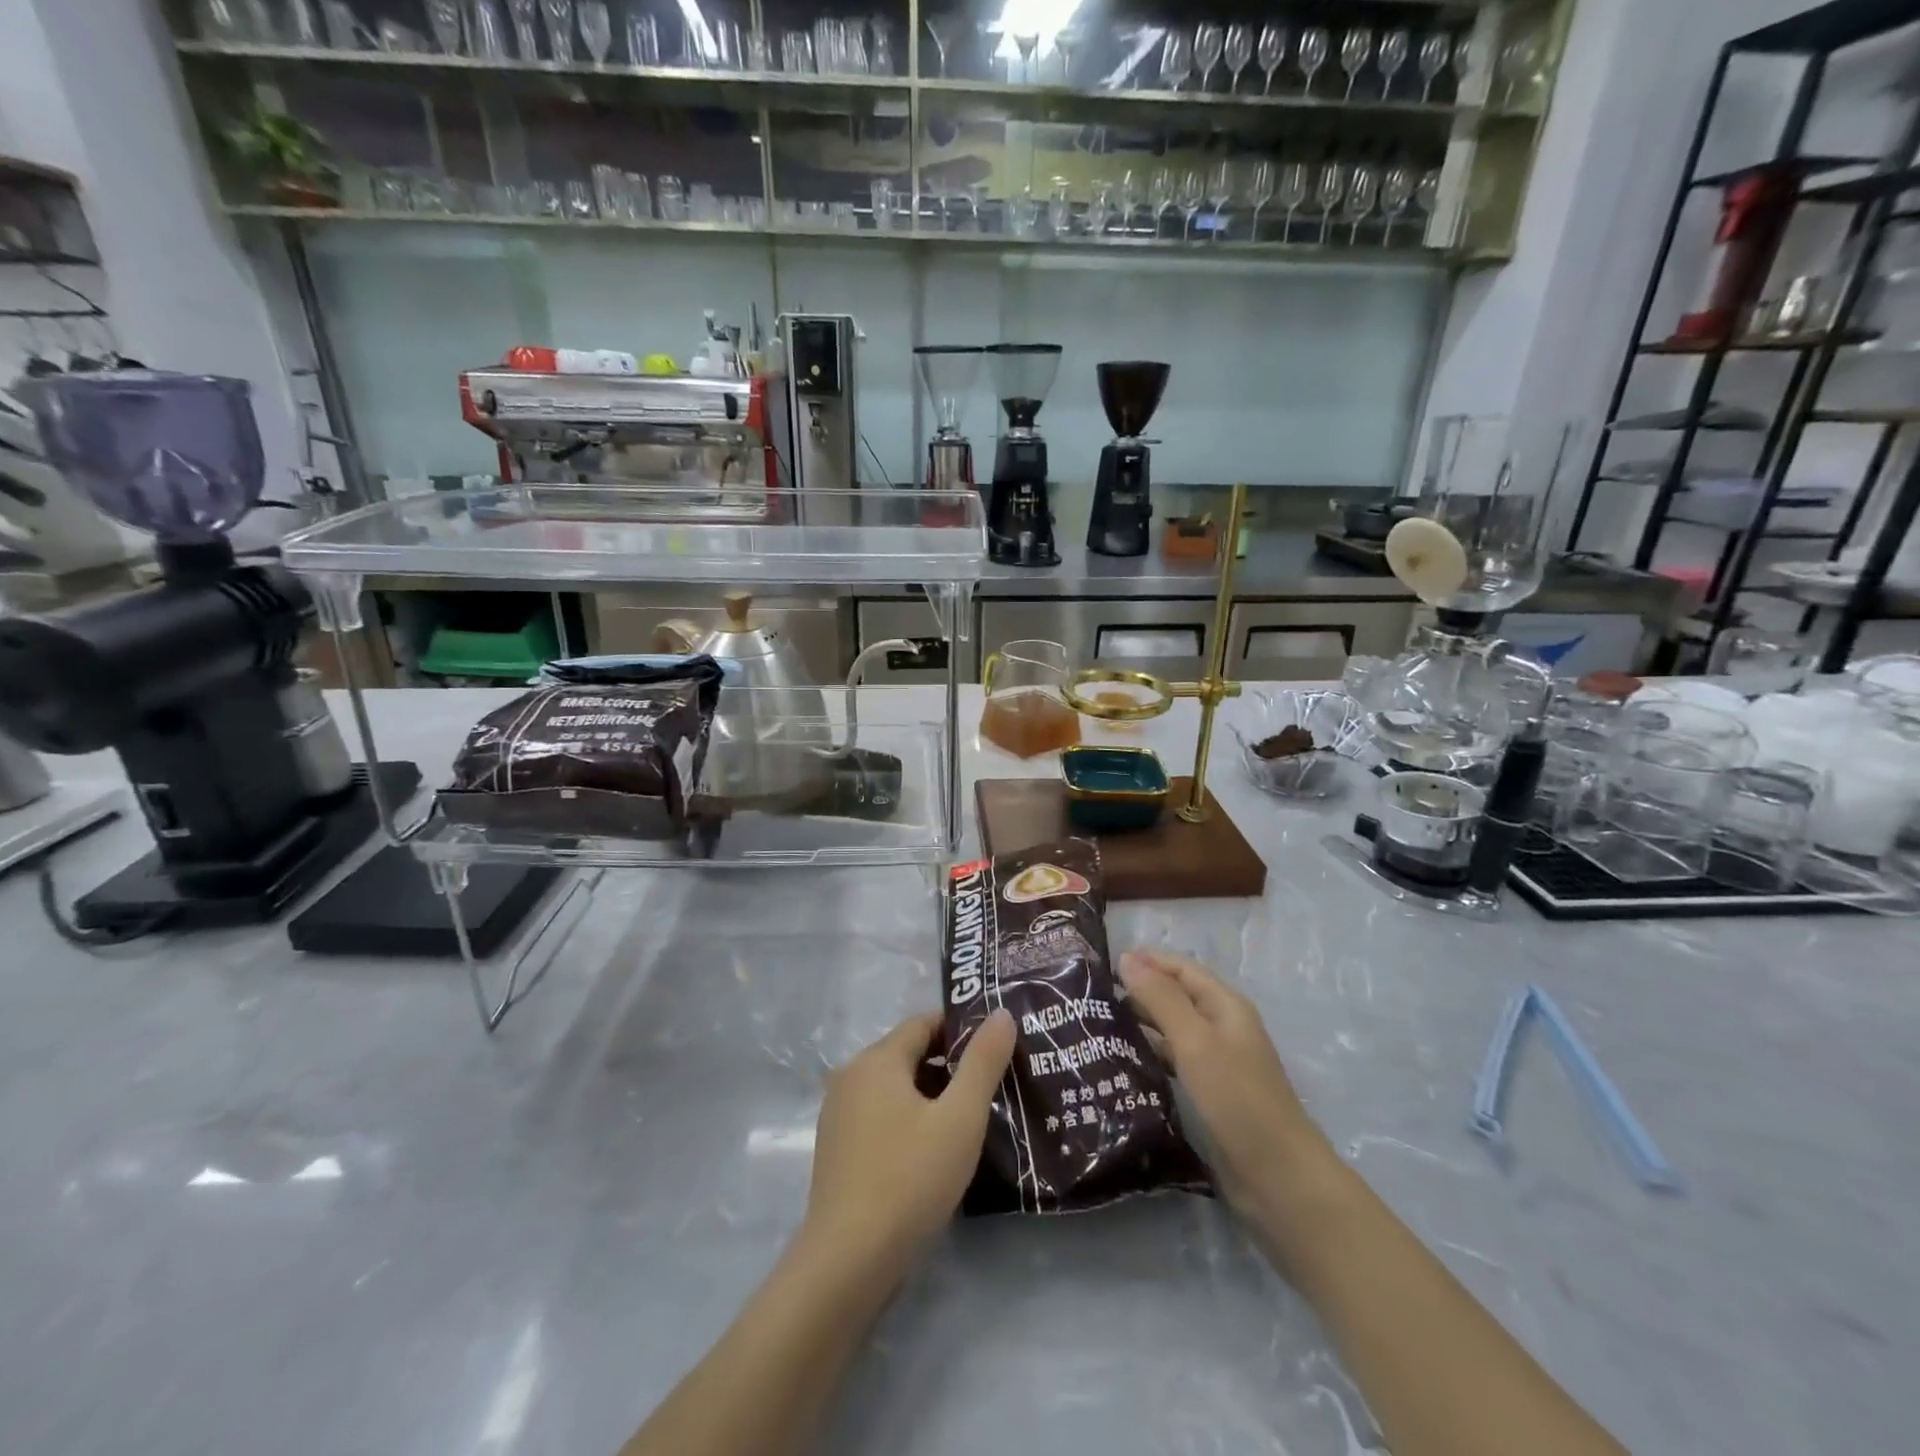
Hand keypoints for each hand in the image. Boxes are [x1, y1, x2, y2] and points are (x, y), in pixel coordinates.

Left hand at [800, 1009, 1015, 1277]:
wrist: (847, 1261)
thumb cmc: (909, 1178)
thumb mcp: (960, 1118)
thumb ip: (983, 1062)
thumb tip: (1001, 1013)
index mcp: (876, 1059)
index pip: (923, 1024)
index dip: (961, 1030)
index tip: (996, 1048)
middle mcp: (851, 1076)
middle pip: (908, 1054)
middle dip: (950, 1065)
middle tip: (993, 1086)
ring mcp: (839, 1114)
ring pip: (895, 1088)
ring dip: (931, 1095)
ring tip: (972, 1119)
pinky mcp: (838, 1149)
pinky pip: (881, 1116)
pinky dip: (910, 1120)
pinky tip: (935, 1151)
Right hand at [1118, 949, 1333, 1216]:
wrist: (1279, 1179)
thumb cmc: (1238, 1099)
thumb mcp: (1196, 1042)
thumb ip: (1161, 998)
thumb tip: (1127, 958)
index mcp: (1225, 1006)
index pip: (1181, 968)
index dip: (1146, 960)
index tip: (1101, 964)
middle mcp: (1222, 1028)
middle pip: (1176, 996)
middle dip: (1138, 990)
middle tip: (1091, 997)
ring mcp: (1217, 1063)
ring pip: (1172, 1030)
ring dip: (1140, 1023)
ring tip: (1097, 1025)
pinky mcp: (1209, 1094)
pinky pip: (1173, 1062)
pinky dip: (1149, 1055)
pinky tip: (1121, 1062)